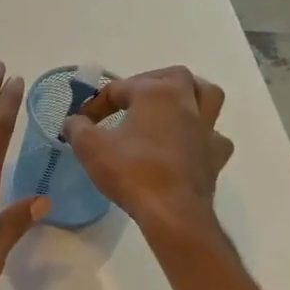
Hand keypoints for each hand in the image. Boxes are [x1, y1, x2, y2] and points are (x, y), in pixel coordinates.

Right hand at [61, 66, 233, 235]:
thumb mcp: (90, 148)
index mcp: (156, 92)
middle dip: (151, 82)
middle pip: (174, 77)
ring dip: (189, 98)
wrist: (172, 212)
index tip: (82, 122)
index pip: (120, 88)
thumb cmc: (131, 171)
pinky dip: (200, 136)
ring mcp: (206, 129)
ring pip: (207, 97)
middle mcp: (186, 102)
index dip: (96, 103)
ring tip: (169, 110)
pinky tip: (186, 147)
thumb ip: (77, 128)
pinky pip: (213, 136)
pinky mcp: (216, 156)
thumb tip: (73, 121)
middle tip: (132, 101)